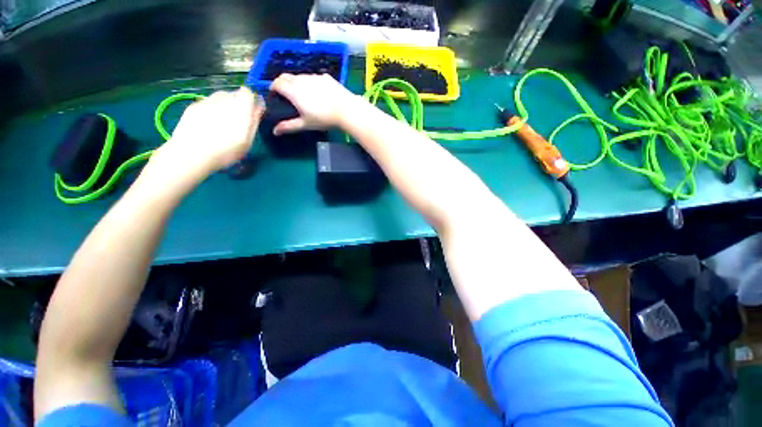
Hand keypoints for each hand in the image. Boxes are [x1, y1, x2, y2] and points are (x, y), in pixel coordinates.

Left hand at [154, 87, 264, 178]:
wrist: (191, 154)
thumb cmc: (226, 151)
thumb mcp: (248, 140)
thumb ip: (254, 121)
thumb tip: (259, 107)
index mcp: (240, 107)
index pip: (248, 92)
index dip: (251, 100)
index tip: (253, 112)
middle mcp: (223, 99)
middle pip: (233, 94)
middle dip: (238, 104)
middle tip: (238, 122)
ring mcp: (206, 101)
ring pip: (220, 98)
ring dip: (224, 106)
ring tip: (223, 123)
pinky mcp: (193, 106)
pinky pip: (207, 103)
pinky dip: (211, 110)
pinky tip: (209, 126)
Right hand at [270, 74, 362, 134]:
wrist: (346, 110)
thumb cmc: (324, 119)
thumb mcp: (305, 124)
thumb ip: (289, 126)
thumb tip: (275, 131)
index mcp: (293, 90)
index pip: (276, 83)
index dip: (273, 89)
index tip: (275, 97)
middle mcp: (301, 79)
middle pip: (286, 77)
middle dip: (282, 84)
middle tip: (287, 96)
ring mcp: (314, 76)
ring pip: (300, 76)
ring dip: (297, 83)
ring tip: (304, 96)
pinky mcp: (325, 77)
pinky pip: (314, 78)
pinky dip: (311, 83)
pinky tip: (319, 94)